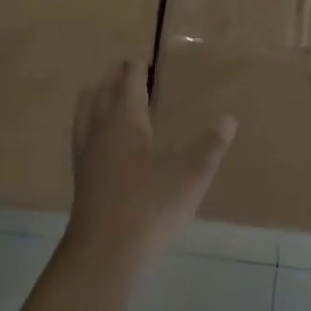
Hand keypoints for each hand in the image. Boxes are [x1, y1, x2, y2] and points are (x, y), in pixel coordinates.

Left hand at [66, 61, 236, 266]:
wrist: (106, 251)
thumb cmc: (151, 204)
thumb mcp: (191, 174)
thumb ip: (210, 145)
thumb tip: (229, 119)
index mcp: (124, 119)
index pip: (128, 82)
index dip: (135, 69)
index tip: (139, 59)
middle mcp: (100, 130)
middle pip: (100, 93)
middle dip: (111, 79)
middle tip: (121, 69)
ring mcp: (86, 155)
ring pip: (84, 114)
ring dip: (93, 99)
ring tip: (100, 93)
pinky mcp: (81, 179)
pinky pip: (81, 137)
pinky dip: (88, 125)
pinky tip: (100, 141)